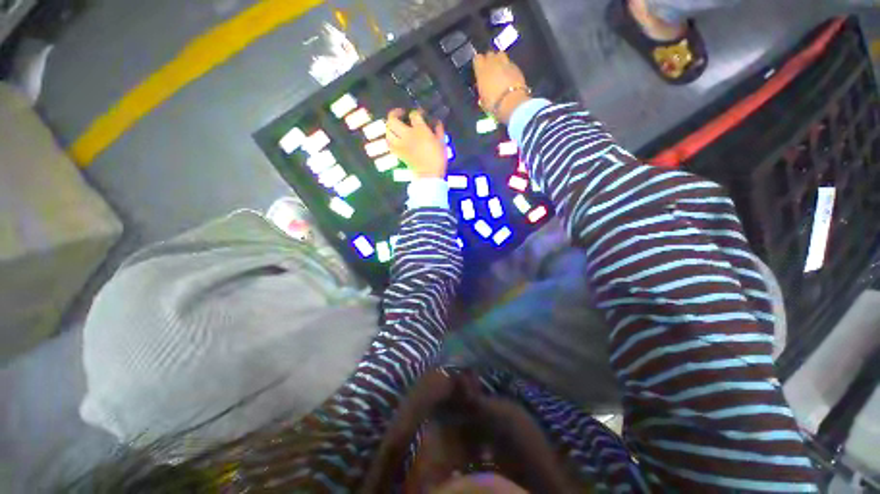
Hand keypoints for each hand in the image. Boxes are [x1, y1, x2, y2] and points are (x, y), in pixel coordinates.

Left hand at [387, 109, 446, 178]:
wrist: (430, 175)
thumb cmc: (438, 158)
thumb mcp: (442, 142)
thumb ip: (438, 129)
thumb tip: (436, 121)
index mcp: (419, 130)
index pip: (414, 115)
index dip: (417, 112)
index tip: (421, 114)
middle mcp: (406, 135)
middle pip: (393, 119)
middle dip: (395, 113)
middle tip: (401, 114)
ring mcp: (400, 144)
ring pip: (387, 131)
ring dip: (390, 126)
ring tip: (395, 126)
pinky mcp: (398, 153)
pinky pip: (389, 143)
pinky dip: (389, 138)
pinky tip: (394, 138)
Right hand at [474, 51, 528, 123]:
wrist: (511, 102)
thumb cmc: (493, 103)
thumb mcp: (482, 99)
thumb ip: (482, 89)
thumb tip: (483, 87)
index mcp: (481, 70)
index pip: (477, 58)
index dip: (478, 63)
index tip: (479, 70)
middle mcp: (492, 62)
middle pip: (489, 54)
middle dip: (489, 60)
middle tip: (490, 70)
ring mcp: (505, 62)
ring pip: (500, 54)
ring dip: (499, 60)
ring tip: (500, 69)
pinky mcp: (516, 66)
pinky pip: (510, 63)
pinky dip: (508, 67)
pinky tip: (509, 76)